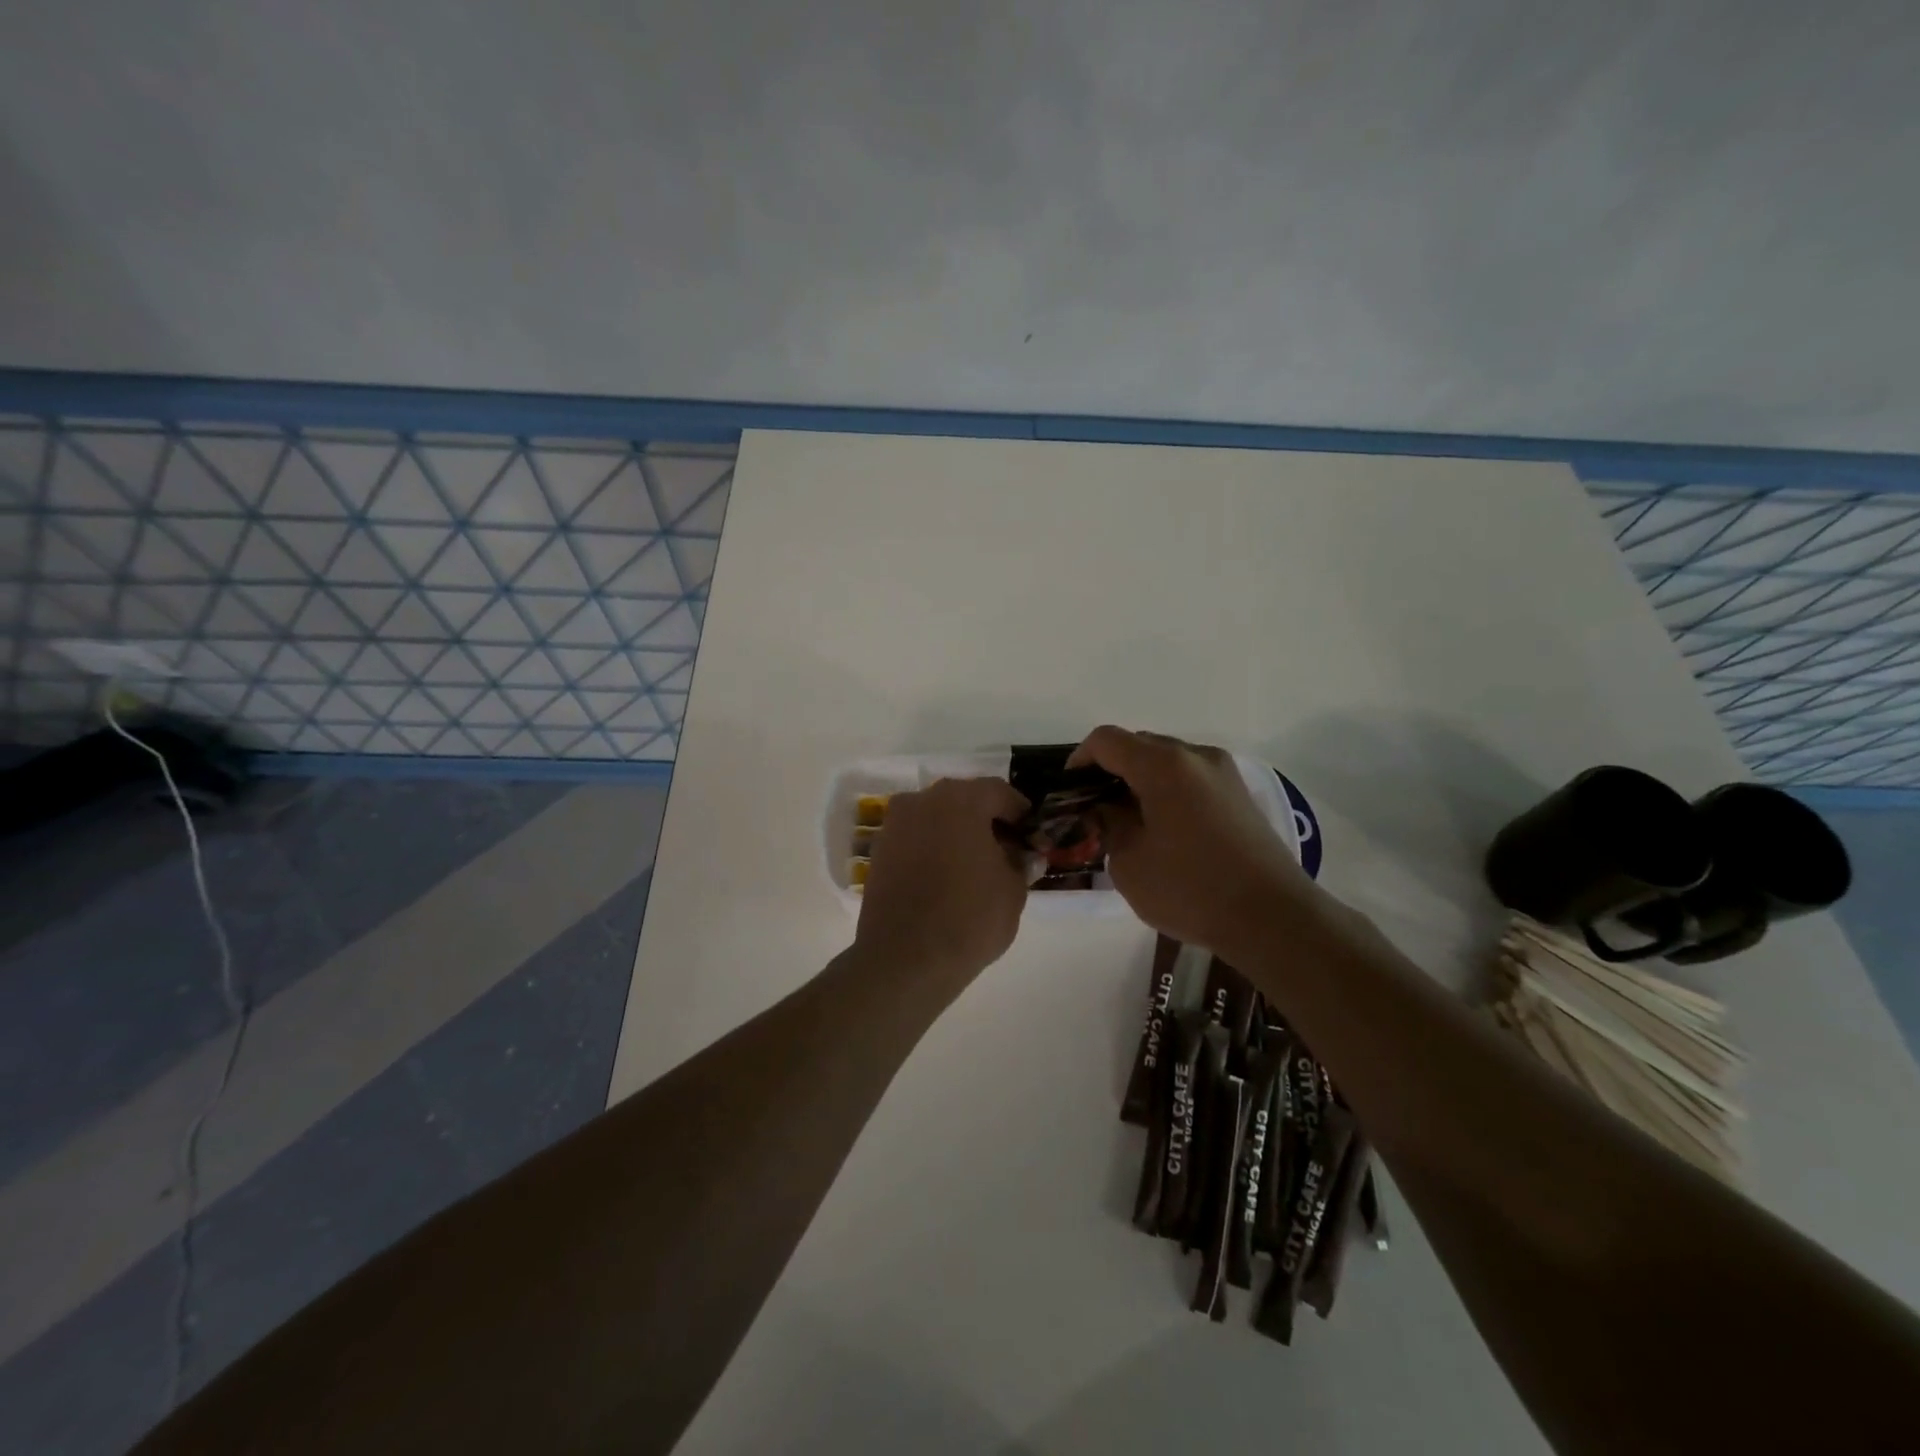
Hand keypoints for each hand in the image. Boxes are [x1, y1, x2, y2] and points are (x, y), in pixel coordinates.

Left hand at [856, 777, 1031, 986]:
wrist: (905, 959)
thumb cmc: (969, 918)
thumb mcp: (1013, 891)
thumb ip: (1021, 863)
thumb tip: (1024, 856)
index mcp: (961, 800)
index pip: (999, 792)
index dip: (1020, 813)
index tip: (1033, 837)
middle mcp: (922, 800)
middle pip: (965, 800)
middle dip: (988, 821)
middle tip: (1008, 850)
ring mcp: (896, 825)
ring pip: (937, 818)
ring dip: (958, 833)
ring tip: (977, 866)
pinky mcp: (879, 851)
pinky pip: (916, 838)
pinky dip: (934, 848)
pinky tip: (948, 877)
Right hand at [1068, 726, 1315, 957]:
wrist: (1273, 918)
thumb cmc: (1191, 889)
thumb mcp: (1128, 862)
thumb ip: (1108, 824)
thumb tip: (1106, 809)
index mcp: (1163, 765)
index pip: (1106, 740)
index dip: (1079, 760)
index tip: (1070, 793)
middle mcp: (1195, 756)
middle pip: (1139, 745)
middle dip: (1110, 771)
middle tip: (1095, 810)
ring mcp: (1223, 773)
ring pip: (1167, 761)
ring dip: (1140, 781)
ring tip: (1128, 822)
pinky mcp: (1240, 794)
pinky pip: (1190, 778)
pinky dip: (1167, 791)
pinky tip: (1162, 829)